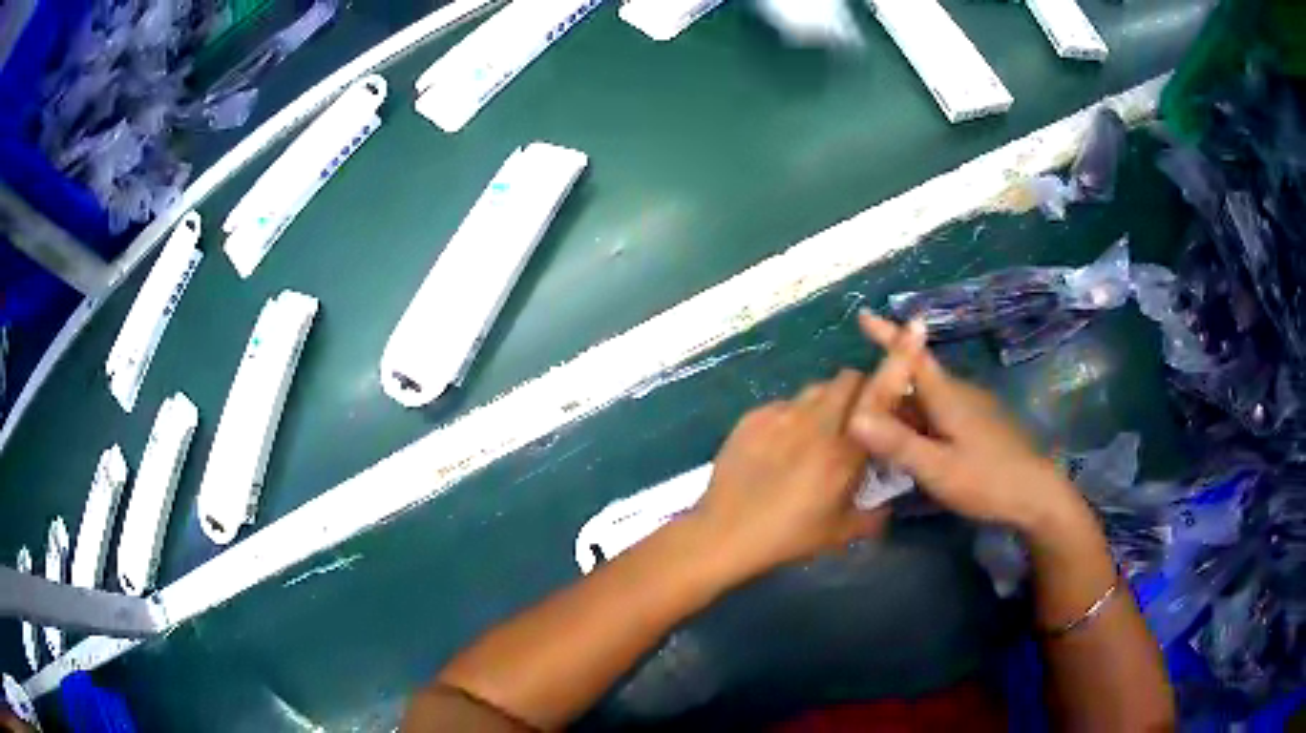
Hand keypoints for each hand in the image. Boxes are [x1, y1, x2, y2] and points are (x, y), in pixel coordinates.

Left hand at [694, 370, 887, 578]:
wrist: (725, 533)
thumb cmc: (788, 536)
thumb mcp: (839, 533)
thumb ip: (872, 517)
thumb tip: (887, 508)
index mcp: (844, 449)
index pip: (877, 396)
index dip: (887, 392)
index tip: (888, 406)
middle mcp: (816, 422)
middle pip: (847, 379)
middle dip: (857, 391)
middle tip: (855, 418)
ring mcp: (781, 415)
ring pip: (815, 388)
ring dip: (825, 400)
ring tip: (818, 429)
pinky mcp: (752, 417)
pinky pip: (783, 403)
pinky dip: (792, 414)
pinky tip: (782, 442)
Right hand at [848, 313, 1083, 531]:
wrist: (1035, 495)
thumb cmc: (987, 479)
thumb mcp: (938, 468)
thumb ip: (898, 443)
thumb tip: (853, 417)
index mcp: (947, 395)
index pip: (912, 356)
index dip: (888, 334)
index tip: (864, 314)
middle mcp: (959, 393)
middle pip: (915, 378)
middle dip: (886, 383)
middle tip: (854, 402)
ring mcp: (972, 409)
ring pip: (927, 399)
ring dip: (901, 406)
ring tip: (874, 428)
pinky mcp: (979, 425)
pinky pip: (939, 413)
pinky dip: (918, 421)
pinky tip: (910, 445)